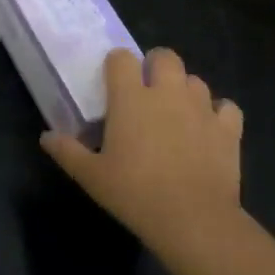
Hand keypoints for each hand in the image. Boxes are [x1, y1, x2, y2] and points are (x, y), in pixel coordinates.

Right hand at [40, 47, 243, 250]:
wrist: (193, 219)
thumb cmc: (134, 192)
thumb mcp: (91, 176)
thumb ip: (67, 151)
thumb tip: (46, 137)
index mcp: (130, 98)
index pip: (121, 58)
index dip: (116, 65)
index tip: (112, 83)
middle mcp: (167, 93)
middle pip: (165, 56)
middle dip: (155, 65)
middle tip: (146, 90)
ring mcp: (201, 108)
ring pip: (195, 80)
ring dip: (184, 89)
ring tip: (176, 112)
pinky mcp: (228, 129)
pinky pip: (226, 107)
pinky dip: (218, 113)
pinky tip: (208, 129)